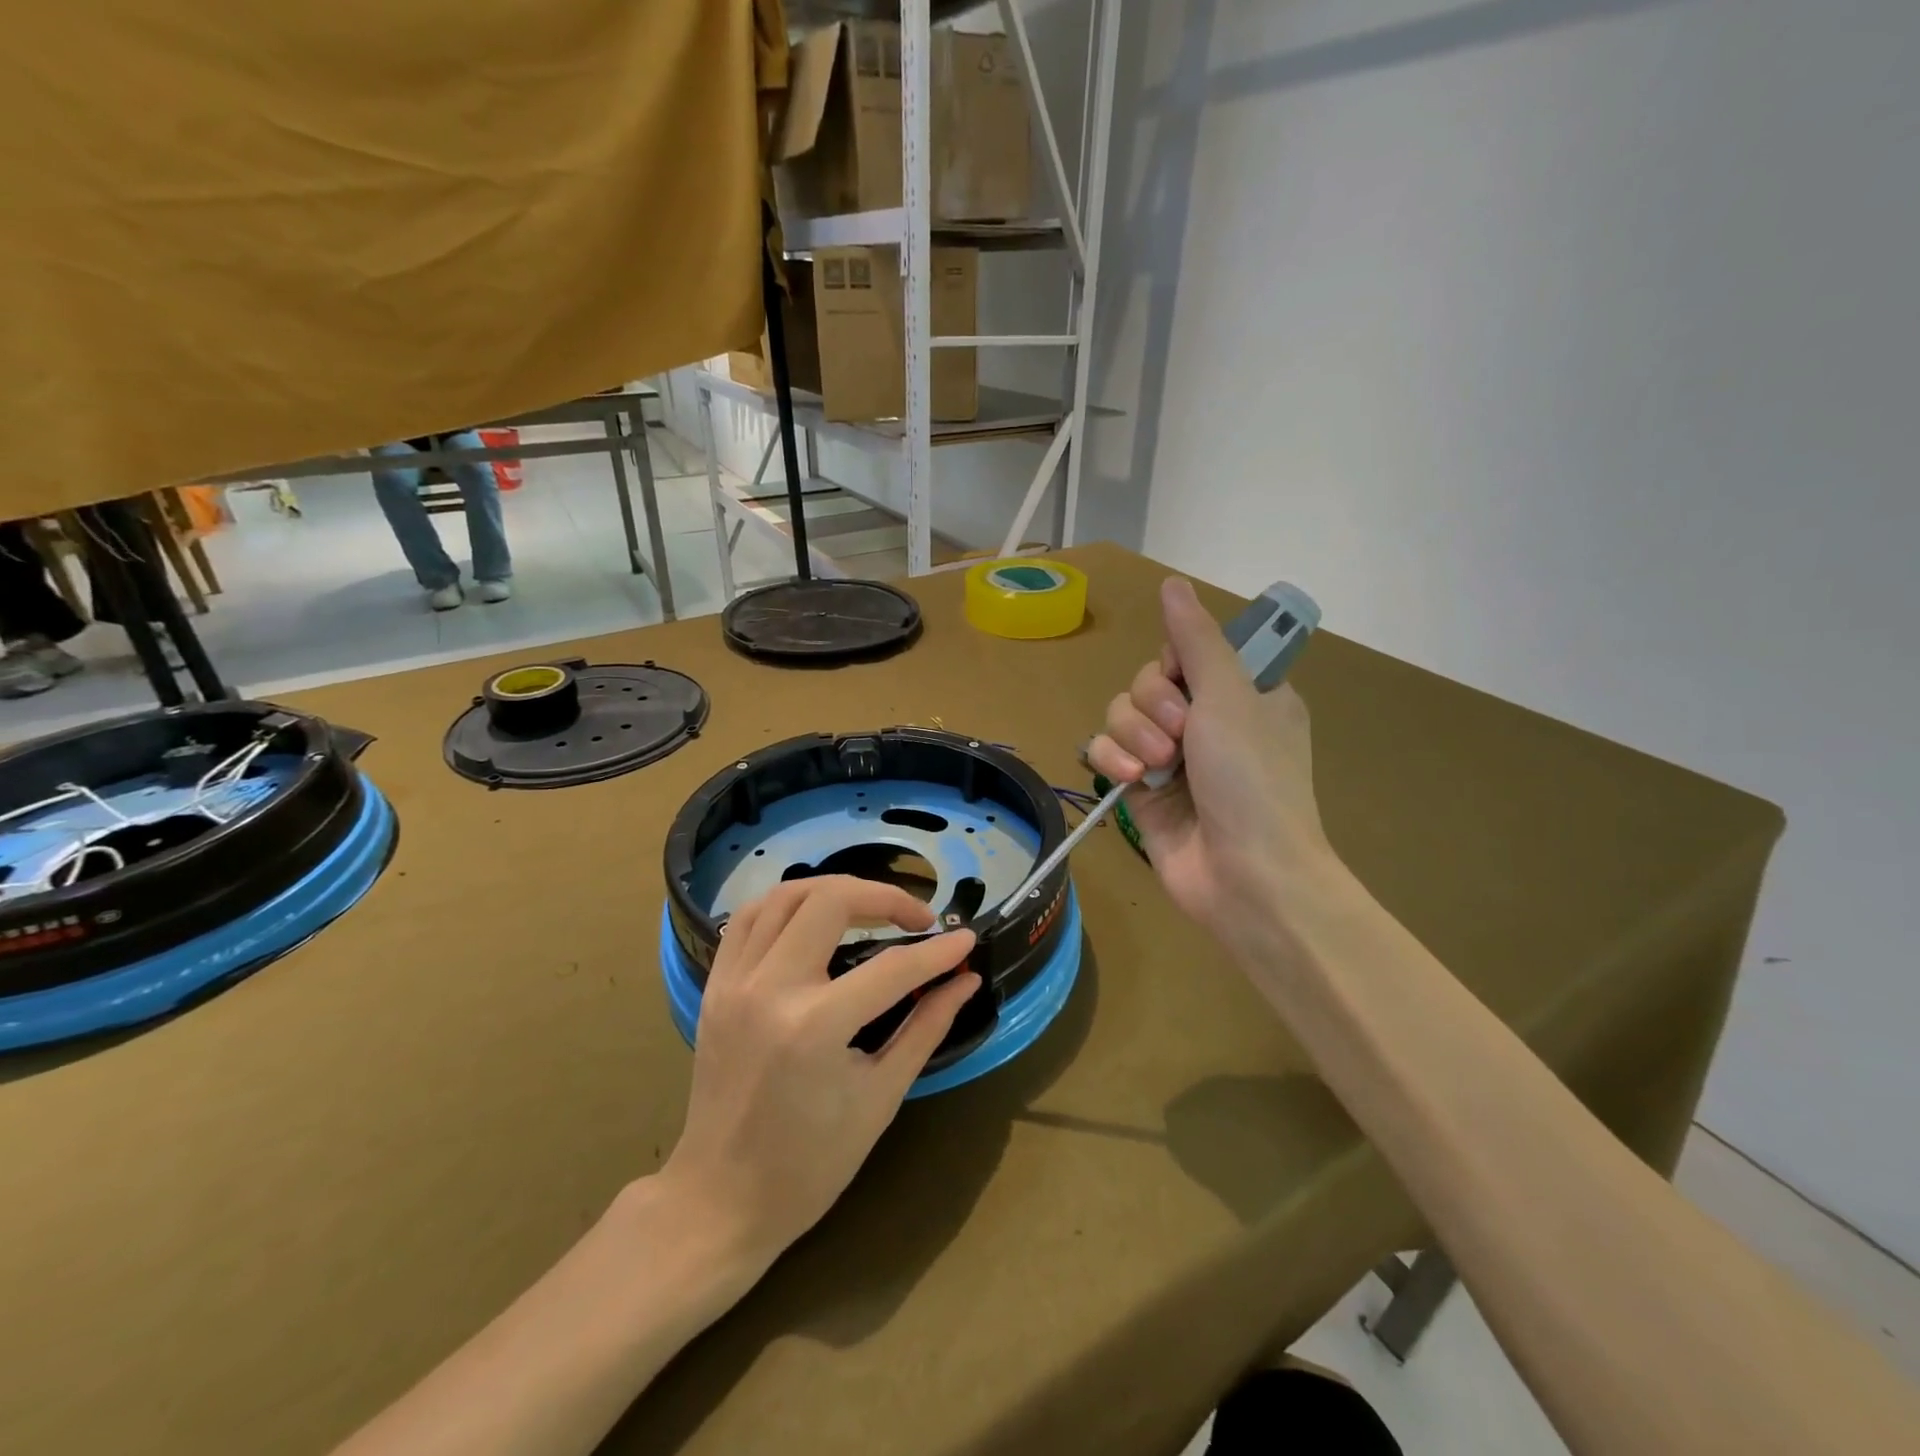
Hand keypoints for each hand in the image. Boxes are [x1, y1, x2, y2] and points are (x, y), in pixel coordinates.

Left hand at [659, 876, 978, 1269]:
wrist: (719, 1200)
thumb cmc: (810, 1164)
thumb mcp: (881, 1097)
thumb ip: (926, 1027)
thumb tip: (966, 980)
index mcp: (814, 1028)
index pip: (891, 967)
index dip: (937, 952)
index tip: (966, 940)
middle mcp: (769, 989)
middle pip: (830, 901)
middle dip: (884, 897)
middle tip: (916, 919)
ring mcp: (733, 982)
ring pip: (785, 895)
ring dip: (834, 889)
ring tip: (870, 907)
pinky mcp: (714, 985)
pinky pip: (749, 918)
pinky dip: (788, 903)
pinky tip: (815, 917)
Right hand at [1087, 577, 1341, 955]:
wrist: (1246, 875)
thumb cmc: (1252, 778)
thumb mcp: (1230, 695)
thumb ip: (1195, 639)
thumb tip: (1172, 582)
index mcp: (1241, 693)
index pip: (1184, 652)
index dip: (1173, 664)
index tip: (1185, 681)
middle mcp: (1205, 720)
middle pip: (1146, 682)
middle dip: (1153, 705)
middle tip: (1181, 735)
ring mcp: (1172, 756)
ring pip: (1121, 715)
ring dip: (1134, 735)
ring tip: (1159, 767)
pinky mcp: (1142, 789)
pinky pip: (1108, 752)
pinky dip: (1113, 761)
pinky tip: (1130, 780)